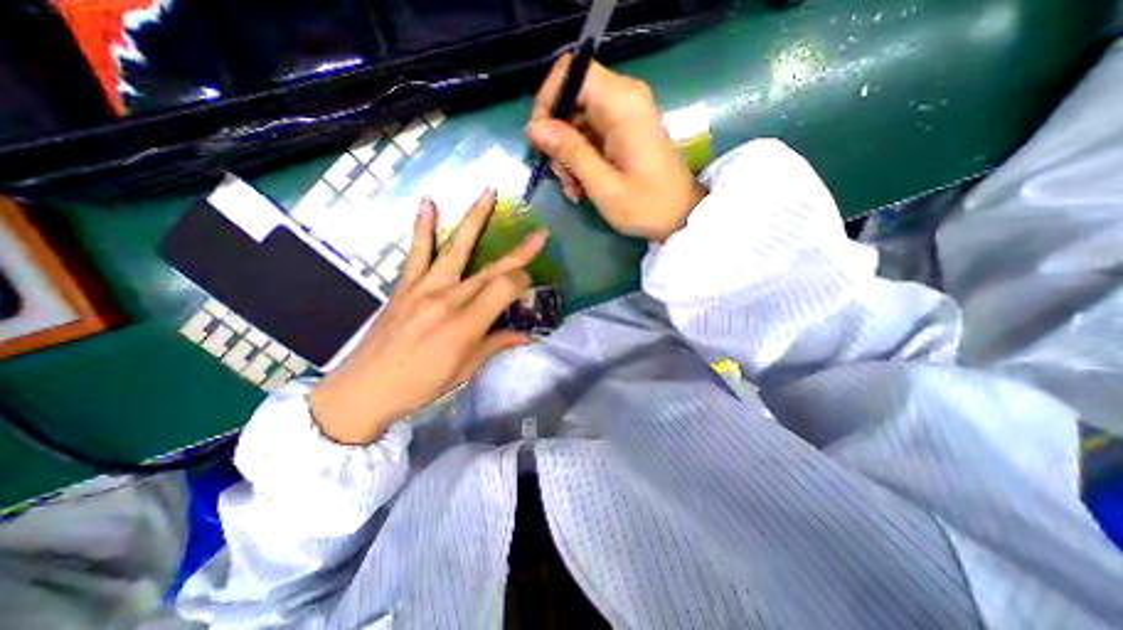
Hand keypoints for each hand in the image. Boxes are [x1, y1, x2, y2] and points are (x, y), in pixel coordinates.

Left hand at [310, 189, 549, 444]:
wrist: (366, 387)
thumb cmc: (422, 384)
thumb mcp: (466, 369)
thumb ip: (497, 344)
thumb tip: (528, 336)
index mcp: (467, 323)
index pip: (506, 288)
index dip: (523, 283)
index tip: (529, 289)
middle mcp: (449, 298)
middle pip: (492, 269)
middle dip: (520, 253)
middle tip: (540, 234)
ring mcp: (425, 287)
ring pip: (457, 248)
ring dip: (475, 219)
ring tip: (488, 193)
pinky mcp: (405, 285)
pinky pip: (417, 251)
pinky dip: (423, 226)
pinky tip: (428, 202)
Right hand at [531, 53, 704, 241]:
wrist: (681, 216)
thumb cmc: (645, 205)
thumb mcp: (603, 185)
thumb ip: (570, 153)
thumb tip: (534, 128)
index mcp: (622, 103)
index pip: (571, 72)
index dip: (548, 101)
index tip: (541, 140)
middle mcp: (624, 98)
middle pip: (571, 100)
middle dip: (558, 140)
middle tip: (561, 177)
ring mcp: (625, 115)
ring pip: (577, 121)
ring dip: (568, 156)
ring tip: (574, 190)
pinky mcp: (624, 131)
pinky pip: (589, 135)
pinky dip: (581, 160)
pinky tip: (582, 187)